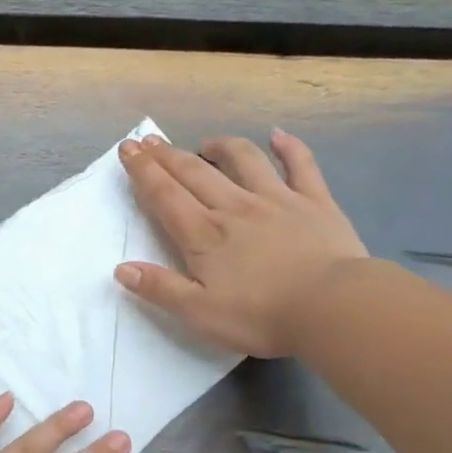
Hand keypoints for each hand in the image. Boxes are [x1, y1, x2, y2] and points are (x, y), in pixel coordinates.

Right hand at [115, 130, 368, 357]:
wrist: (330, 307)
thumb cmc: (260, 316)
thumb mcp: (199, 313)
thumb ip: (160, 288)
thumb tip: (121, 269)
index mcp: (204, 235)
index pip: (165, 195)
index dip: (143, 171)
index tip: (128, 149)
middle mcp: (235, 207)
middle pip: (195, 173)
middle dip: (168, 155)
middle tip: (150, 140)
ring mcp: (277, 199)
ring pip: (244, 160)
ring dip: (221, 146)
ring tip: (206, 143)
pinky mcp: (315, 202)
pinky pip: (301, 165)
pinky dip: (289, 147)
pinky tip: (279, 136)